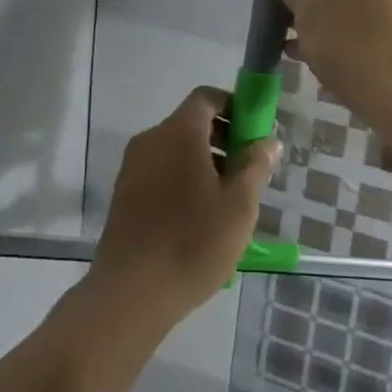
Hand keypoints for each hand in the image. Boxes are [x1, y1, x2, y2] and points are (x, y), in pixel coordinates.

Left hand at [90, 87, 279, 320]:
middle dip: (223, 138)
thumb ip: (256, 165)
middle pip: (191, 122)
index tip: (254, 132)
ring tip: (226, 199)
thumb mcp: (239, 205)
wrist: (131, 293)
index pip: (206, 97)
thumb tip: (268, 140)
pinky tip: (198, 216)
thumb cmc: (193, 242)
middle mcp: (151, 139)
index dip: (233, 106)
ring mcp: (133, 166)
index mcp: (179, 132)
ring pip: (175, 148)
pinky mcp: (123, 193)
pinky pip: (159, 169)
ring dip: (203, 161)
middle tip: (247, 171)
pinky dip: (182, 178)